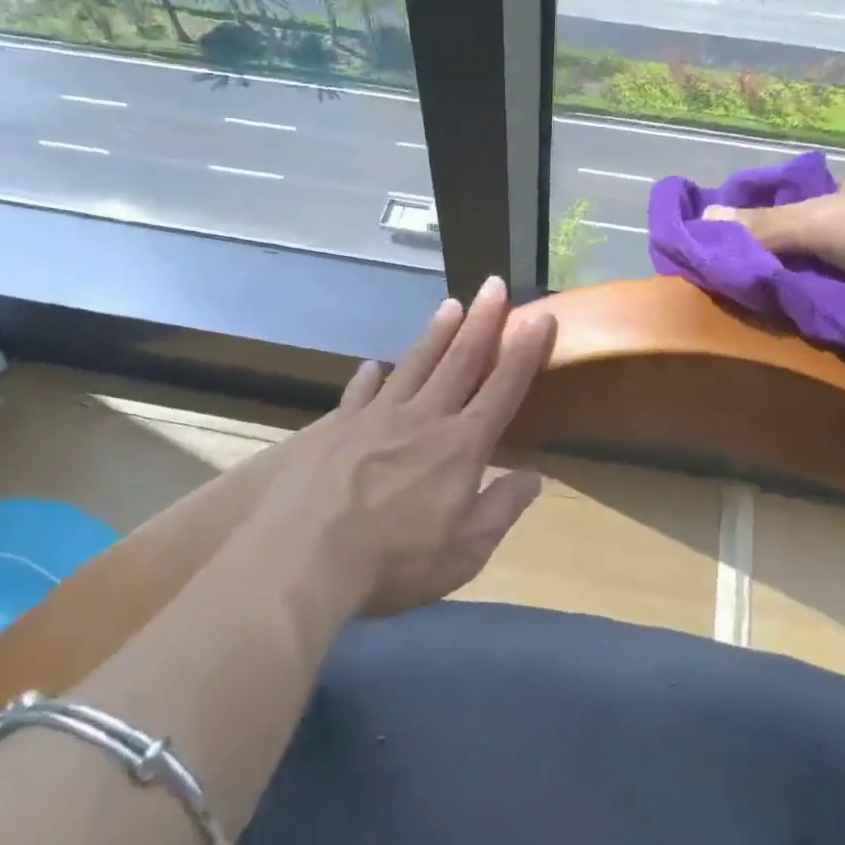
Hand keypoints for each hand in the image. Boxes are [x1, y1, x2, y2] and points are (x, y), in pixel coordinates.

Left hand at [247, 276, 557, 618]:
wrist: (303, 558)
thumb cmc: (394, 560)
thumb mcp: (465, 550)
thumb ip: (502, 509)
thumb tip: (534, 477)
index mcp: (461, 446)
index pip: (503, 388)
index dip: (525, 352)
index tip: (541, 317)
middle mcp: (423, 418)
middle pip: (459, 360)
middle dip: (482, 321)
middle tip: (494, 284)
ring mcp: (376, 417)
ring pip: (414, 364)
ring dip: (435, 333)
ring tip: (450, 304)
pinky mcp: (336, 426)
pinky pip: (359, 392)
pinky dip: (369, 377)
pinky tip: (372, 365)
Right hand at [704, 172, 844, 313]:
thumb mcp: (821, 226)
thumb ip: (765, 225)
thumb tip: (701, 217)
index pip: (792, 205)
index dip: (764, 228)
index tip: (740, 258)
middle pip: (819, 233)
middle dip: (794, 257)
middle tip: (767, 294)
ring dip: (826, 278)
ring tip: (801, 311)